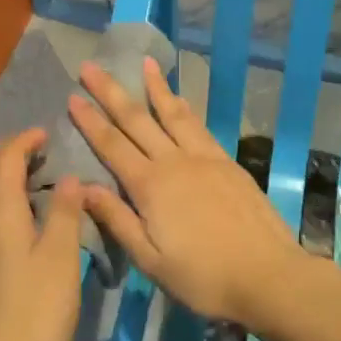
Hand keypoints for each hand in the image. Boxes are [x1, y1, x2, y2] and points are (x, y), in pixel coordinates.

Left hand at [0, 128, 83, 340]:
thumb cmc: (34, 317)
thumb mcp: (60, 261)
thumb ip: (63, 214)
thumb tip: (68, 178)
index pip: (5, 159)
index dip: (24, 140)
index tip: (46, 134)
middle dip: (6, 151)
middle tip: (37, 152)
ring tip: (24, 179)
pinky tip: (7, 219)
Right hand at [69, 57, 303, 326]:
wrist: (268, 275)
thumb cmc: (203, 277)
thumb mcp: (150, 260)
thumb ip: (117, 220)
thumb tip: (81, 187)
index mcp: (150, 186)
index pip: (112, 145)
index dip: (90, 120)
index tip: (72, 95)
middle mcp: (174, 162)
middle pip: (137, 119)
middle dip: (111, 92)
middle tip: (91, 66)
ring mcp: (204, 158)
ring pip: (173, 114)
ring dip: (155, 87)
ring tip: (144, 62)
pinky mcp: (227, 162)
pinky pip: (199, 126)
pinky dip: (184, 107)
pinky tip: (179, 99)